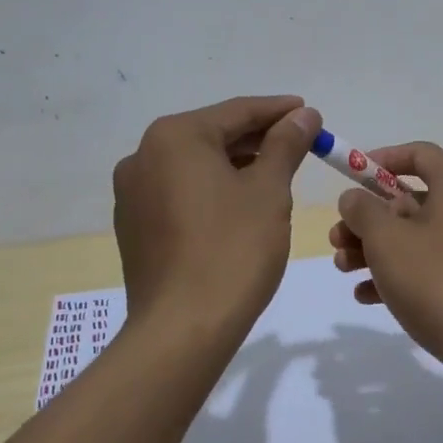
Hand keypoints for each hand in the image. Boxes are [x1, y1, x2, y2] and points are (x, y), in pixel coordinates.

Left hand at [113, 97, 319, 334]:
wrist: (181, 331)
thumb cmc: (232, 249)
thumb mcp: (269, 190)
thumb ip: (286, 144)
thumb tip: (304, 114)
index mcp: (174, 137)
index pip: (237, 111)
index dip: (279, 111)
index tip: (310, 113)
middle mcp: (143, 155)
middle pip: (213, 135)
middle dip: (258, 138)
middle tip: (300, 143)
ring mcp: (132, 193)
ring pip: (195, 164)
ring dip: (236, 164)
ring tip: (276, 172)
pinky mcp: (134, 225)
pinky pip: (180, 191)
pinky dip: (212, 188)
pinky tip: (240, 203)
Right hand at [327, 142, 442, 374]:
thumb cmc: (439, 281)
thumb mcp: (387, 240)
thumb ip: (363, 210)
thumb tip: (355, 198)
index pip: (418, 153)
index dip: (380, 160)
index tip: (349, 177)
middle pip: (411, 199)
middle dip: (368, 219)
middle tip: (336, 239)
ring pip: (417, 236)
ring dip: (376, 249)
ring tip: (342, 269)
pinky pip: (431, 265)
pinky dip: (400, 274)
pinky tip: (366, 295)